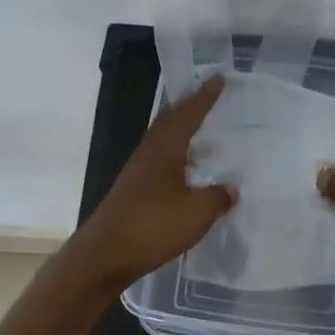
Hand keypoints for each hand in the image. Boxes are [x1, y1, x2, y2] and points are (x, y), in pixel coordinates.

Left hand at [69, 76, 235, 293]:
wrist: (103, 256)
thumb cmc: (151, 228)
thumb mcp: (196, 213)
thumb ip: (217, 198)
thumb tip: (230, 189)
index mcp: (164, 150)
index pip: (188, 114)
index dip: (204, 97)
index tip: (218, 78)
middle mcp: (148, 154)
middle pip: (170, 122)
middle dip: (190, 108)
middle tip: (209, 97)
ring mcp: (138, 173)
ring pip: (163, 142)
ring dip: (182, 133)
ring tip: (204, 133)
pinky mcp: (134, 192)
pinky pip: (160, 162)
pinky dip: (177, 157)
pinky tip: (188, 173)